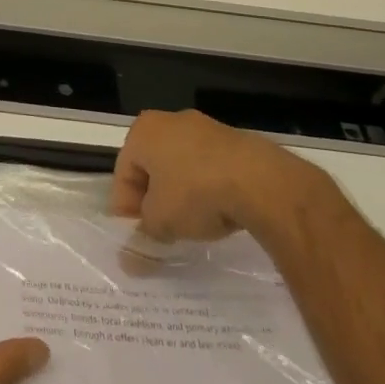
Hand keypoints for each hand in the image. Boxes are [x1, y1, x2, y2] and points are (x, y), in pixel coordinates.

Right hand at [111, 109, 336, 245]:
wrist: (261, 181)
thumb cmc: (195, 192)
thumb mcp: (161, 221)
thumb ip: (142, 238)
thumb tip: (128, 262)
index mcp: (143, 132)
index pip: (123, 173)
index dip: (125, 209)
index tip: (137, 237)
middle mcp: (169, 121)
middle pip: (152, 168)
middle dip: (154, 201)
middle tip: (162, 232)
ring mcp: (206, 128)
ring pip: (182, 167)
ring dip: (182, 196)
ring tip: (193, 227)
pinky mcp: (236, 141)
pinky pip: (211, 168)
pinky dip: (209, 189)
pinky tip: (220, 213)